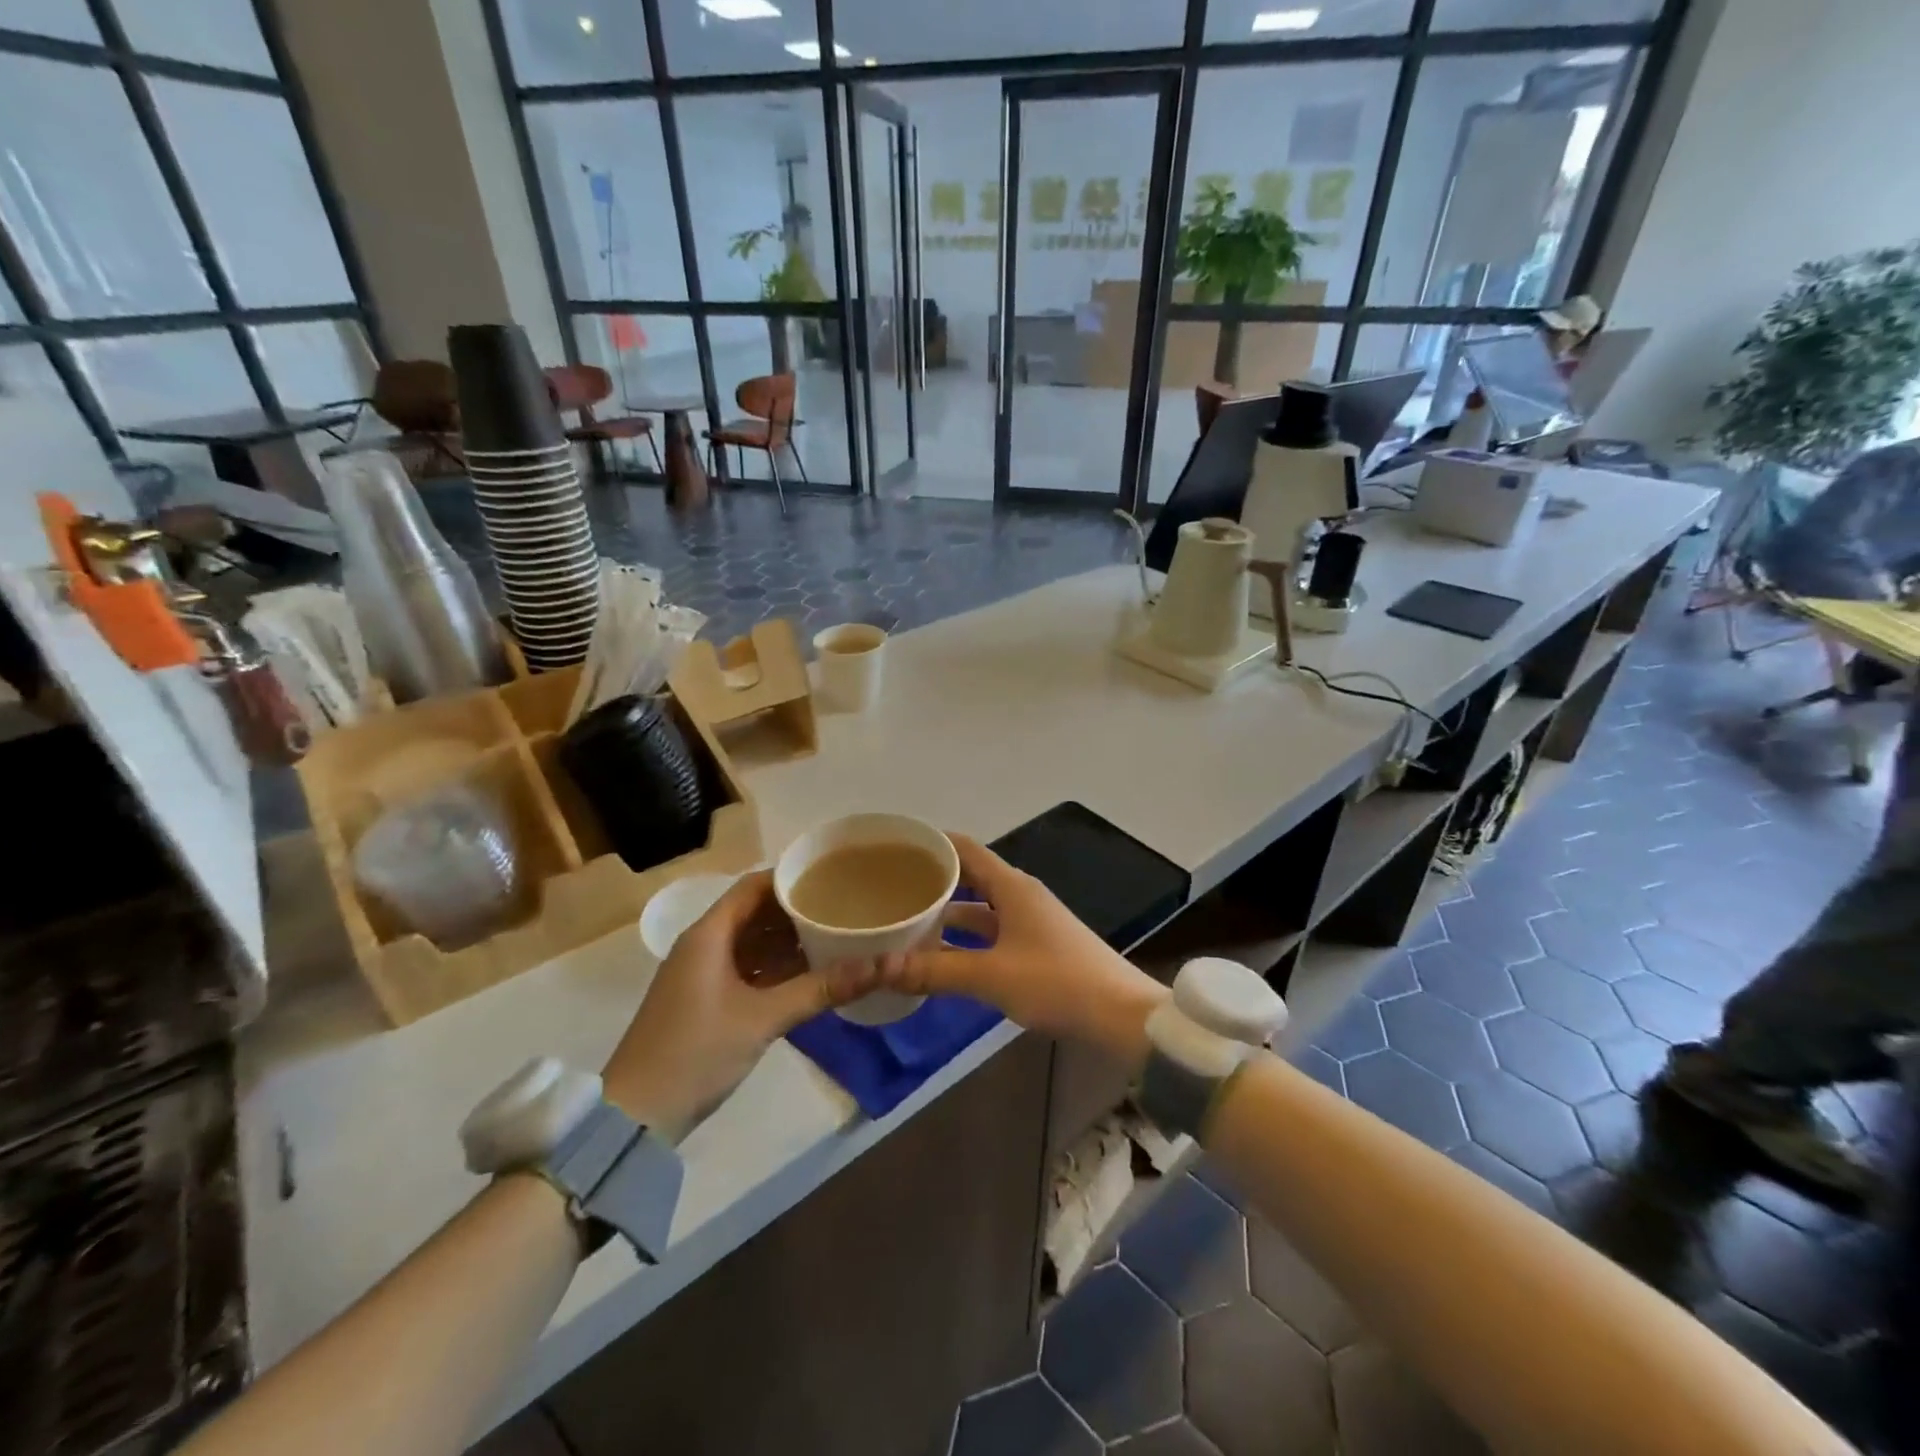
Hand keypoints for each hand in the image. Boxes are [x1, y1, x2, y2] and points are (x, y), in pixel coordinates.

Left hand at [602, 872, 877, 1141]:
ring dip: (788, 939)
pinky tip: (809, 973)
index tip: (833, 876)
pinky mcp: (705, 1000)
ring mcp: (702, 974)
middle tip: (843, 906)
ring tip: (835, 934)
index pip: (754, 886)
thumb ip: (821, 989)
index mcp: (709, 934)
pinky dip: (776, 966)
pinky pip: (747, 968)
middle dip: (797, 909)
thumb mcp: (763, 1018)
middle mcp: (703, 944)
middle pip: (755, 911)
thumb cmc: (695, 1053)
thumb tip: (882, 965)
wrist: (635, 1117)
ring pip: (752, 941)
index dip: (792, 877)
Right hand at [887, 835, 1168, 1063]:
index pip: (965, 848)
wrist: (1121, 1015)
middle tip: (890, 889)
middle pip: (969, 877)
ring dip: (948, 915)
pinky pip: (992, 932)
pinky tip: (942, 956)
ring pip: (980, 909)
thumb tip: (878, 967)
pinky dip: (966, 939)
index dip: (931, 844)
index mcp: (1011, 887)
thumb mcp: (991, 976)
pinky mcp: (1037, 946)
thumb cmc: (1057, 982)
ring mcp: (1030, 921)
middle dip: (933, 881)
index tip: (894, 848)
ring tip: (906, 923)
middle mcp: (1020, 895)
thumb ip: (935, 970)